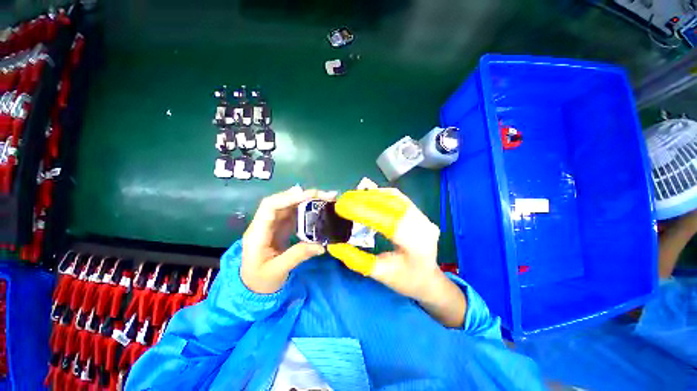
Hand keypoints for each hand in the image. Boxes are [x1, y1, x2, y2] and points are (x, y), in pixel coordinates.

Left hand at [241, 186, 335, 293]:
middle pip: (281, 201)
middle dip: (302, 195)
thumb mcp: (278, 271)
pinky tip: (317, 207)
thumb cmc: (260, 281)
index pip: (270, 207)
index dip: (289, 198)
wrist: (253, 288)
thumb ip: (298, 256)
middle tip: (324, 195)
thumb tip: (322, 246)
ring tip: (325, 199)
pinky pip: (293, 213)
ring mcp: (273, 225)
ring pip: (288, 205)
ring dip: (306, 200)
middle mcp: (264, 224)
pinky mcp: (281, 227)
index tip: (310, 196)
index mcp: (257, 233)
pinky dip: (306, 208)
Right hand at [327, 189, 465, 326]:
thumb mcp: (379, 273)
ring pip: (394, 197)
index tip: (341, 207)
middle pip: (390, 204)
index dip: (362, 211)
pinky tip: (368, 195)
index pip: (385, 220)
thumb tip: (333, 246)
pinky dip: (381, 194)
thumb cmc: (405, 280)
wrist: (429, 279)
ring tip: (353, 196)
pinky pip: (399, 198)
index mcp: (415, 244)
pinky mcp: (420, 213)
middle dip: (364, 199)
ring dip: (372, 195)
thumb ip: (355, 260)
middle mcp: (422, 225)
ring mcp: (423, 216)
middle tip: (343, 199)